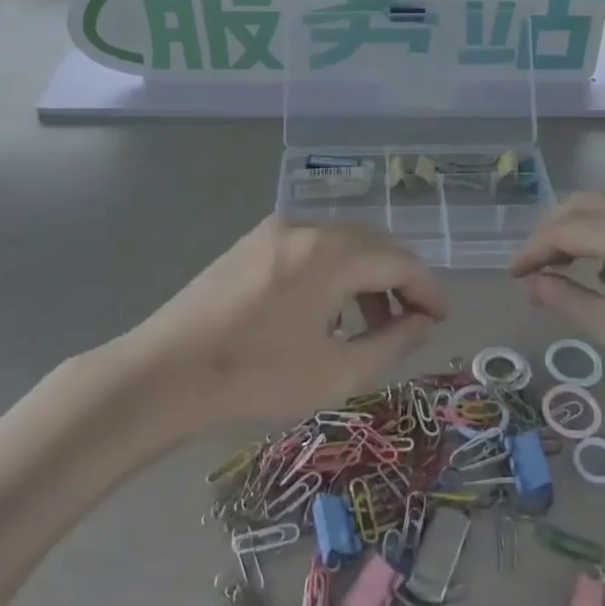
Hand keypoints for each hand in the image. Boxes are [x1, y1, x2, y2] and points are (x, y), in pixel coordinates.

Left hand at [125, 215, 447, 426]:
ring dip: (366, 275)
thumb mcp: (336, 372)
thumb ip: (392, 343)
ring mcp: (275, 230)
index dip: (427, 288)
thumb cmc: (255, 378)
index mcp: (331, 254)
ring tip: (370, 324)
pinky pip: (311, 246)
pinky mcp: (252, 242)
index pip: (400, 260)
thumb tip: (424, 322)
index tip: (441, 318)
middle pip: (373, 243)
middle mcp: (307, 227)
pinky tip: (327, 310)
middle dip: (399, 279)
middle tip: (411, 321)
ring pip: (341, 243)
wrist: (163, 374)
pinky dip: (334, 271)